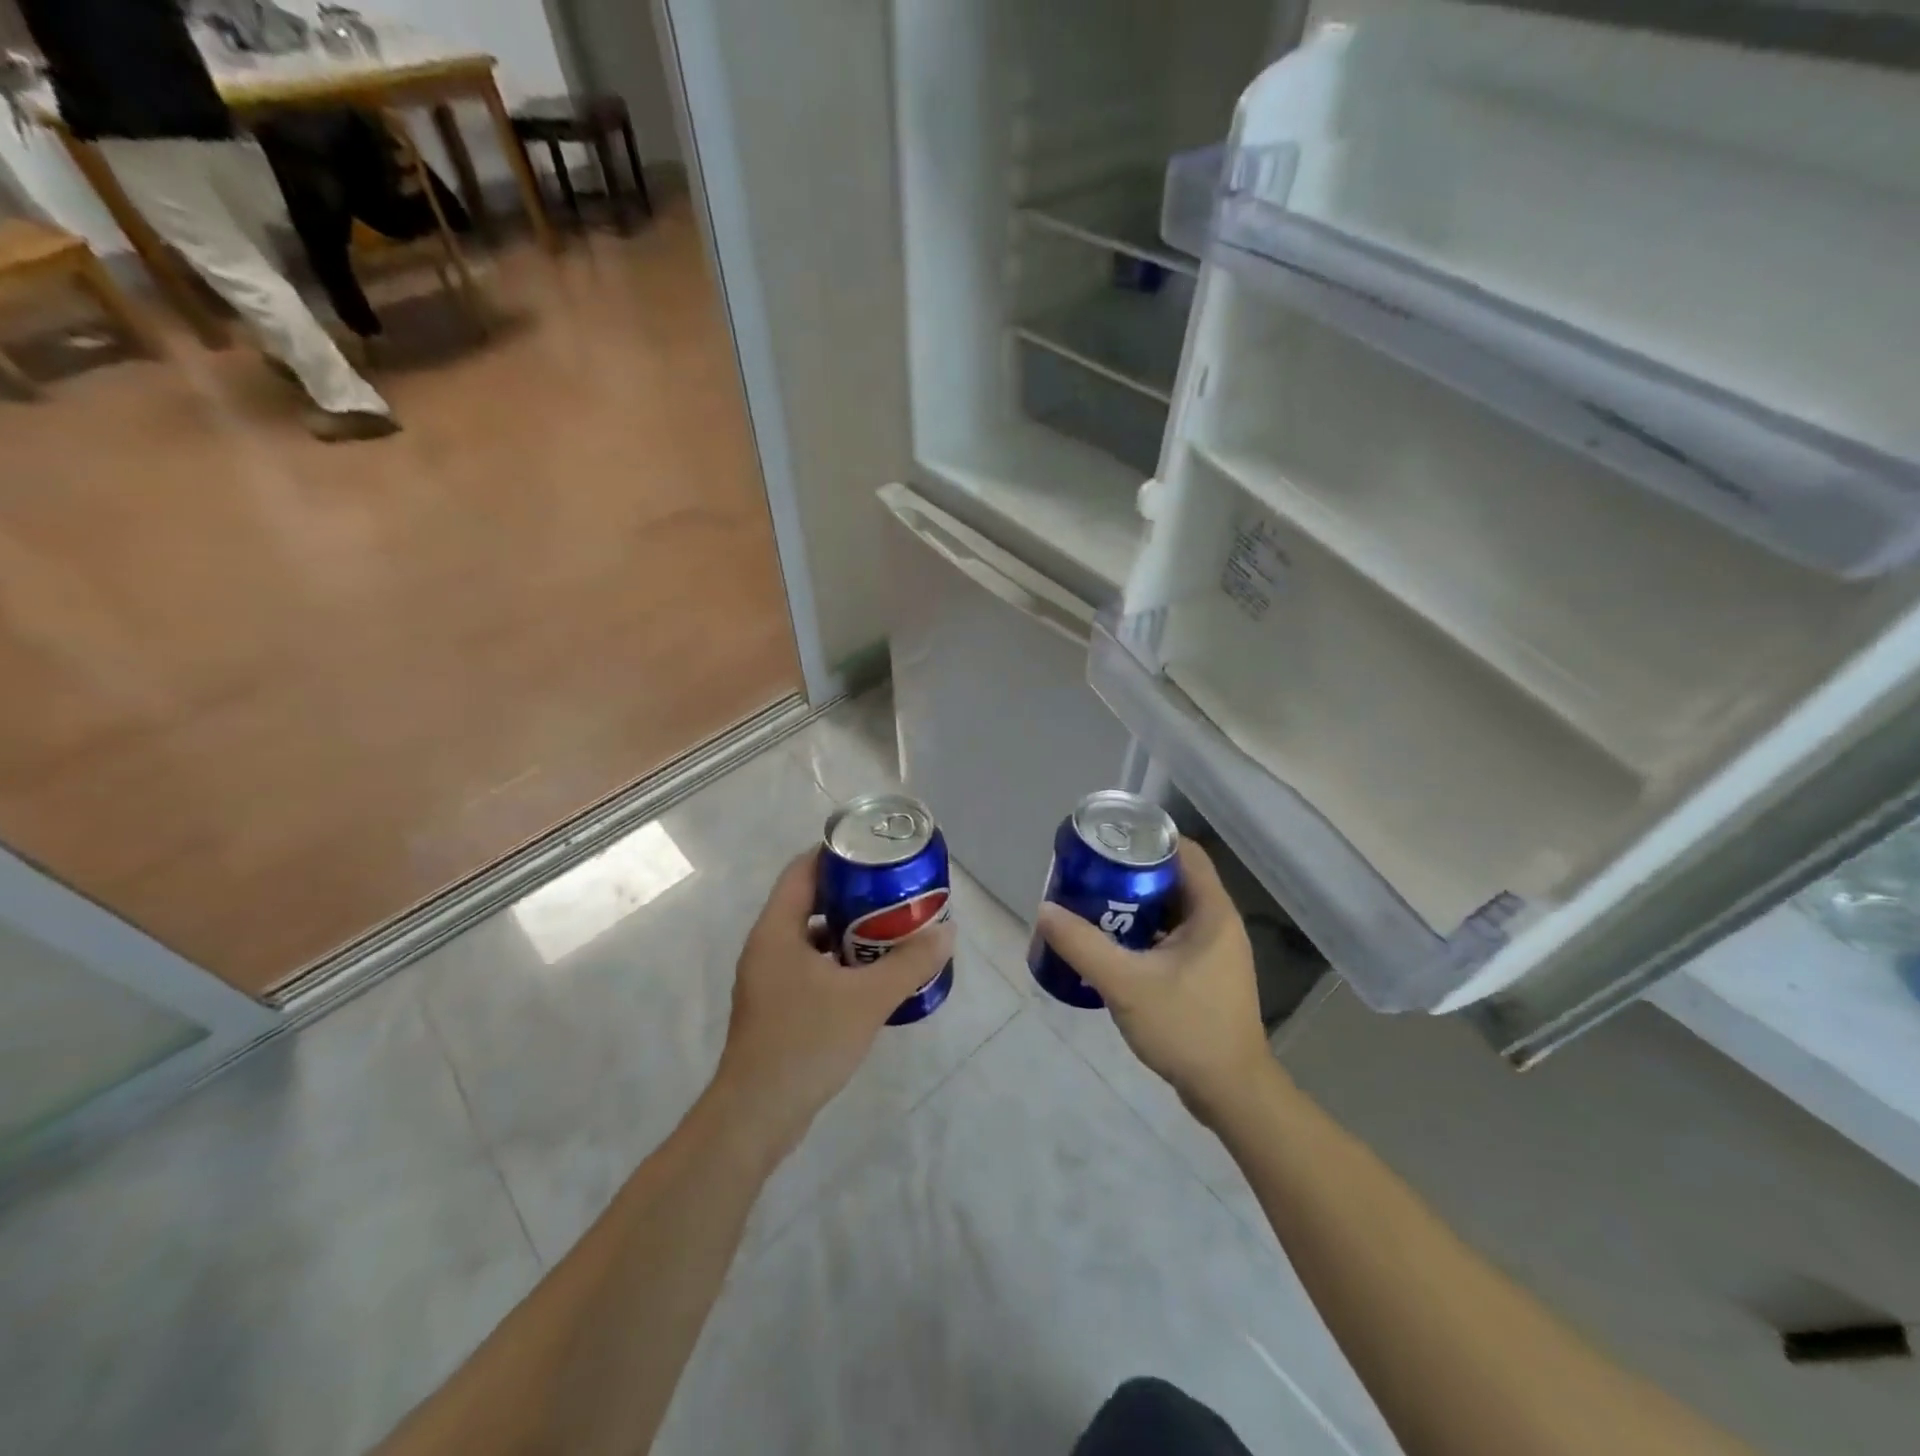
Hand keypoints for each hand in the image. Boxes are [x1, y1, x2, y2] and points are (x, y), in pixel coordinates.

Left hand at [710, 852, 956, 1158]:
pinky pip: (809, 966)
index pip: (802, 870)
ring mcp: (768, 979)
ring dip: (846, 930)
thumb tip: (947, 932)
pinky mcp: (775, 1006)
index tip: (874, 852)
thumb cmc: (806, 1042)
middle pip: (808, 901)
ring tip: (889, 929)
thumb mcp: (867, 999)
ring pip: (810, 937)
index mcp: (776, 930)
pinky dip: (838, 962)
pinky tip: (869, 976)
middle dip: (851, 894)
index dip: (836, 854)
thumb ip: (909, 963)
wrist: (757, 1116)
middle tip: (892, 890)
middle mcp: (766, 947)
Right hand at [1035, 840, 1274, 1124]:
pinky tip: (1112, 946)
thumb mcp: (1126, 984)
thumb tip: (1044, 910)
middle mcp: (1218, 924)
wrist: (1230, 1093)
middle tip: (1091, 874)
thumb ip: (1083, 946)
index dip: (1148, 838)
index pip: (1185, 852)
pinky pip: (1171, 937)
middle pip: (1174, 879)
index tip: (1109, 841)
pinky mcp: (1205, 975)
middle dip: (1132, 873)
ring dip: (1136, 905)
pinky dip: (1144, 933)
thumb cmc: (1186, 1028)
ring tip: (1093, 905)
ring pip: (1171, 911)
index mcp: (1212, 912)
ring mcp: (1214, 951)